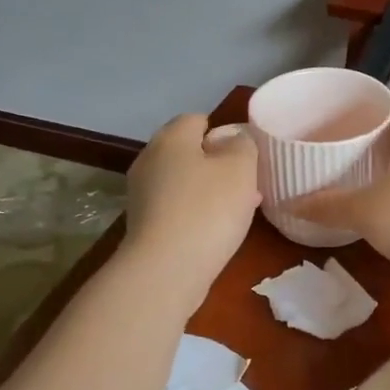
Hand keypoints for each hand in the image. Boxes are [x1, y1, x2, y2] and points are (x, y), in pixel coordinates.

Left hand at [123, 114, 259, 301]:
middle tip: (247, 182)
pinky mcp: (144, 225)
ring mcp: (143, 194)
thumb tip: (234, 139)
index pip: (196, 119)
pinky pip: (177, 207)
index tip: (247, 153)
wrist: (167, 269)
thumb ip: (243, 145)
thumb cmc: (208, 210)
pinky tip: (217, 229)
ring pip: (184, 181)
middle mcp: (150, 160)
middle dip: (218, 163)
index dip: (224, 132)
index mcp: (171, 138)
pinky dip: (197, 212)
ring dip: (210, 190)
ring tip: (240, 208)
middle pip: (188, 152)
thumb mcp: (241, 169)